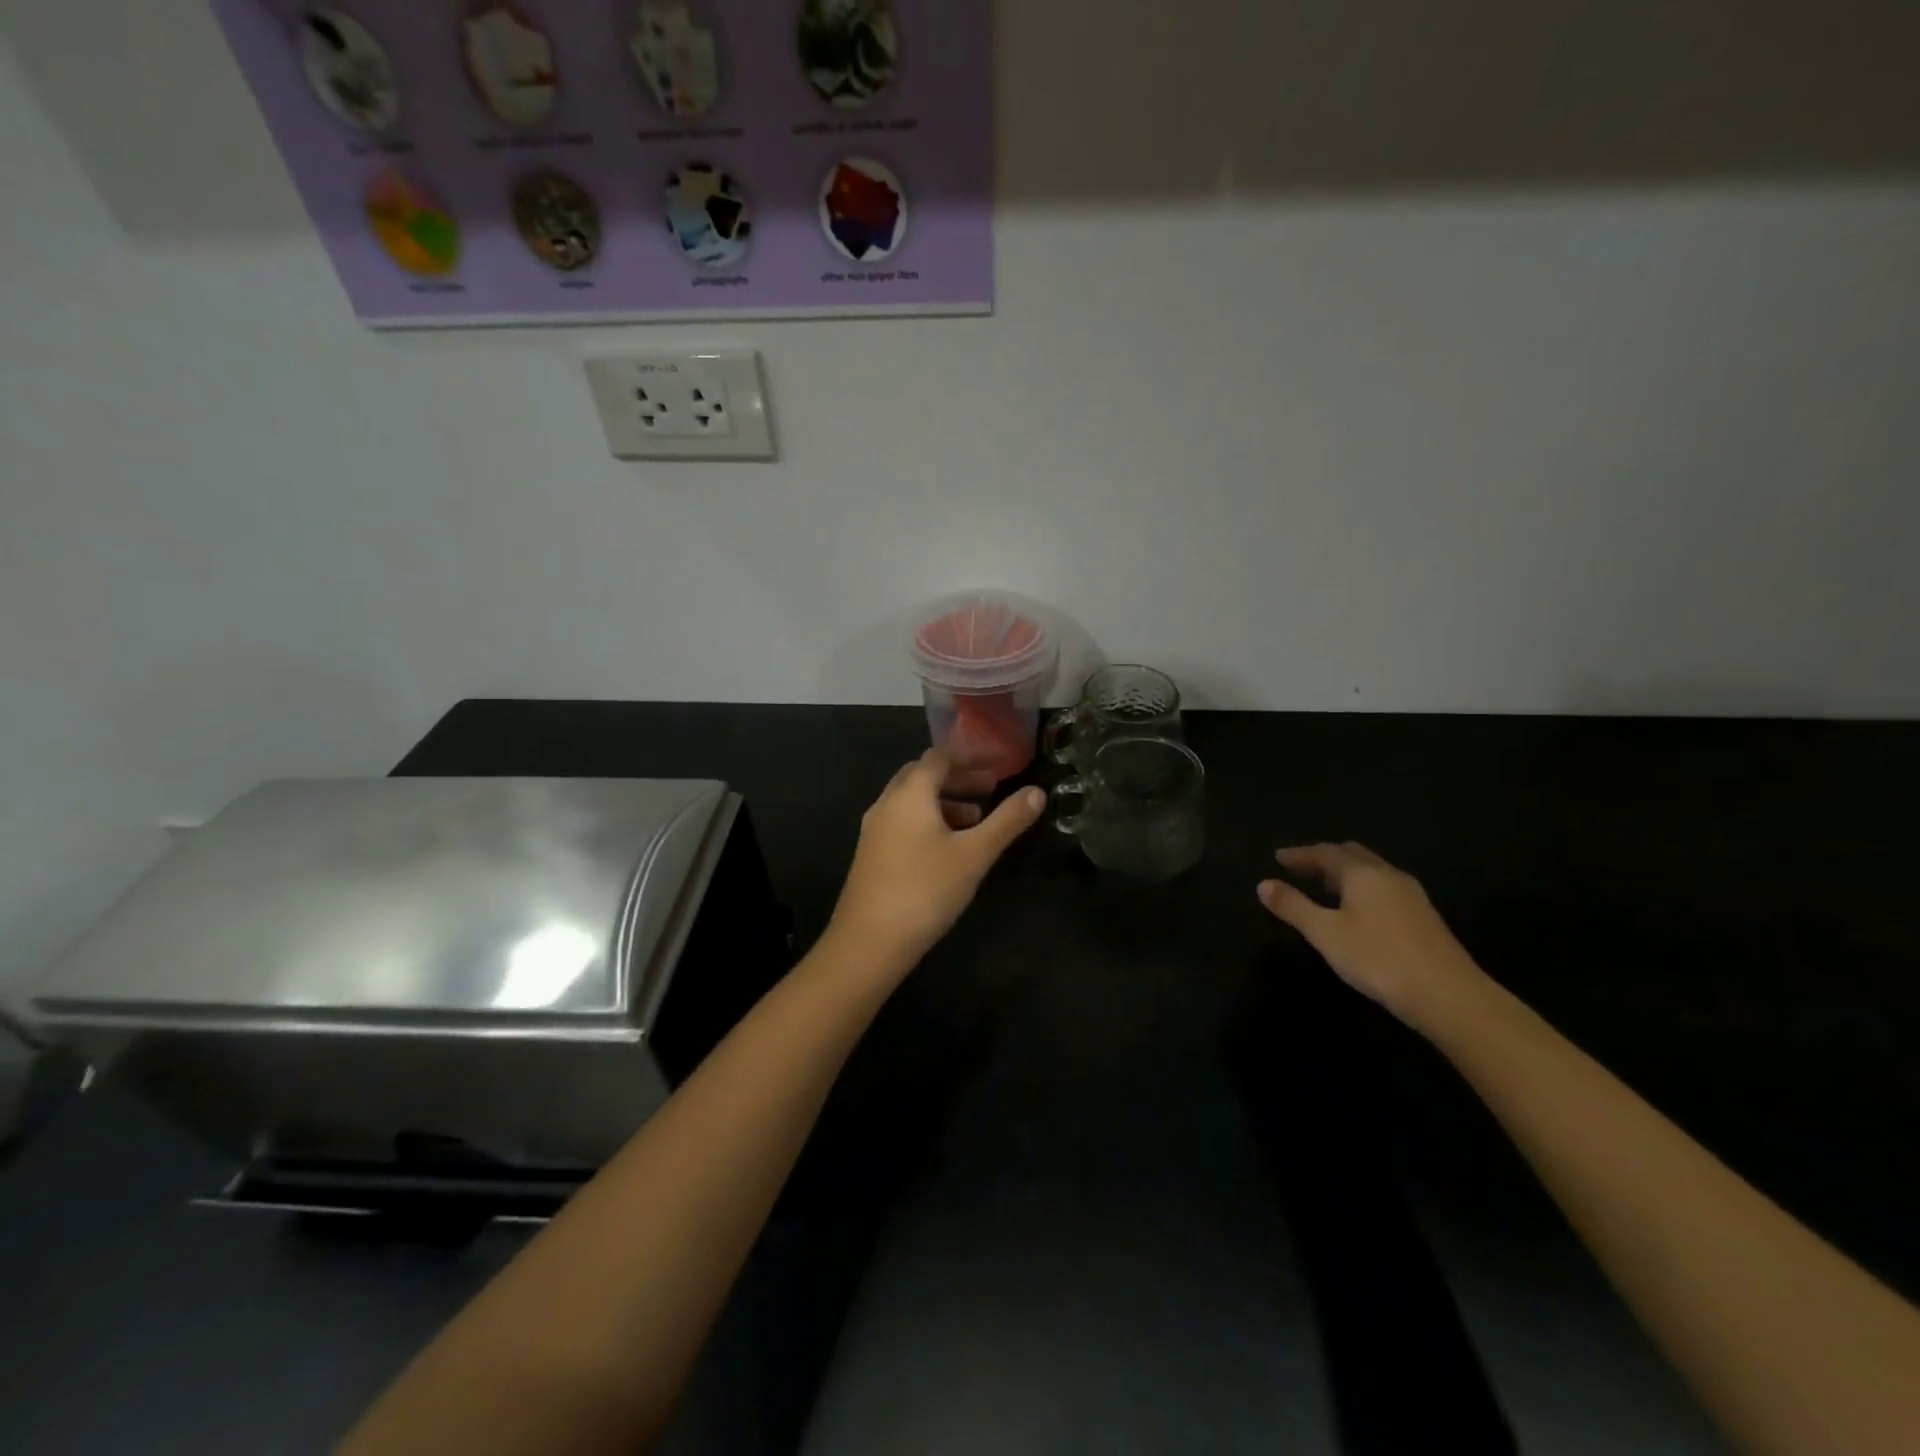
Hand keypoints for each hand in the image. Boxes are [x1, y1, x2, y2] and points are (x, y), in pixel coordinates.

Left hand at [827, 748, 1047, 973]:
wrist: (868, 942)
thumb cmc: (925, 890)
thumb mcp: (974, 854)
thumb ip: (1007, 821)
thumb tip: (1037, 792)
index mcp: (910, 793)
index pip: (940, 757)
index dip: (972, 756)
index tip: (1000, 764)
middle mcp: (887, 803)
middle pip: (923, 775)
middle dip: (959, 777)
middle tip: (990, 787)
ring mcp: (874, 829)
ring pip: (912, 800)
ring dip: (945, 800)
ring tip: (976, 818)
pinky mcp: (871, 853)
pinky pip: (903, 821)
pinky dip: (929, 819)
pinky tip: (948, 847)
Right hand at [1258, 843, 1487, 1029]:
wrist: (1448, 995)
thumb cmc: (1378, 958)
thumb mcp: (1326, 933)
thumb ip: (1293, 907)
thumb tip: (1264, 884)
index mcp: (1363, 873)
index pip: (1325, 853)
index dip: (1300, 854)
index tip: (1278, 857)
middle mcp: (1388, 875)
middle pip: (1352, 855)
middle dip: (1324, 858)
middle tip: (1300, 868)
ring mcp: (1411, 895)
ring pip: (1371, 871)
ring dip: (1345, 873)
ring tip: (1324, 887)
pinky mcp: (1424, 916)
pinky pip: (1384, 887)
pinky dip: (1362, 887)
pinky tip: (1357, 909)